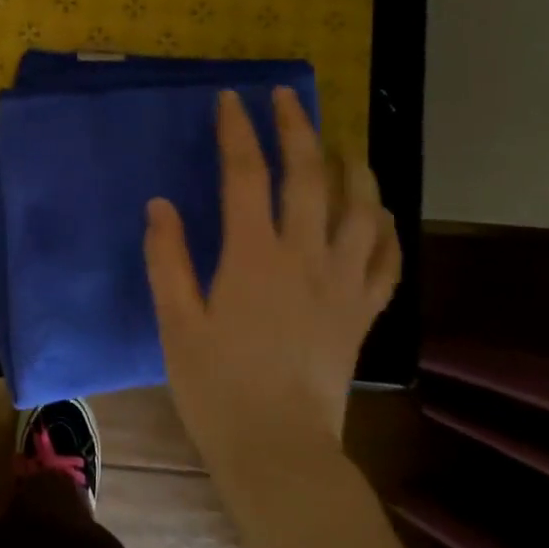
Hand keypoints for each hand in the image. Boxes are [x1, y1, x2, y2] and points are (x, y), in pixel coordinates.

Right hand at [143, 87, 399, 457]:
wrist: (278, 450)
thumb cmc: (217, 387)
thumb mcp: (177, 323)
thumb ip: (168, 259)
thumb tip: (161, 205)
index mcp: (254, 258)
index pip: (247, 175)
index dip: (238, 131)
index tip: (232, 99)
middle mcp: (306, 258)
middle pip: (310, 178)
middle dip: (298, 129)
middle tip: (288, 97)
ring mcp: (343, 284)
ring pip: (362, 210)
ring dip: (354, 168)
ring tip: (343, 145)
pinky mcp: (363, 313)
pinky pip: (387, 260)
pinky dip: (386, 229)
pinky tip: (379, 215)